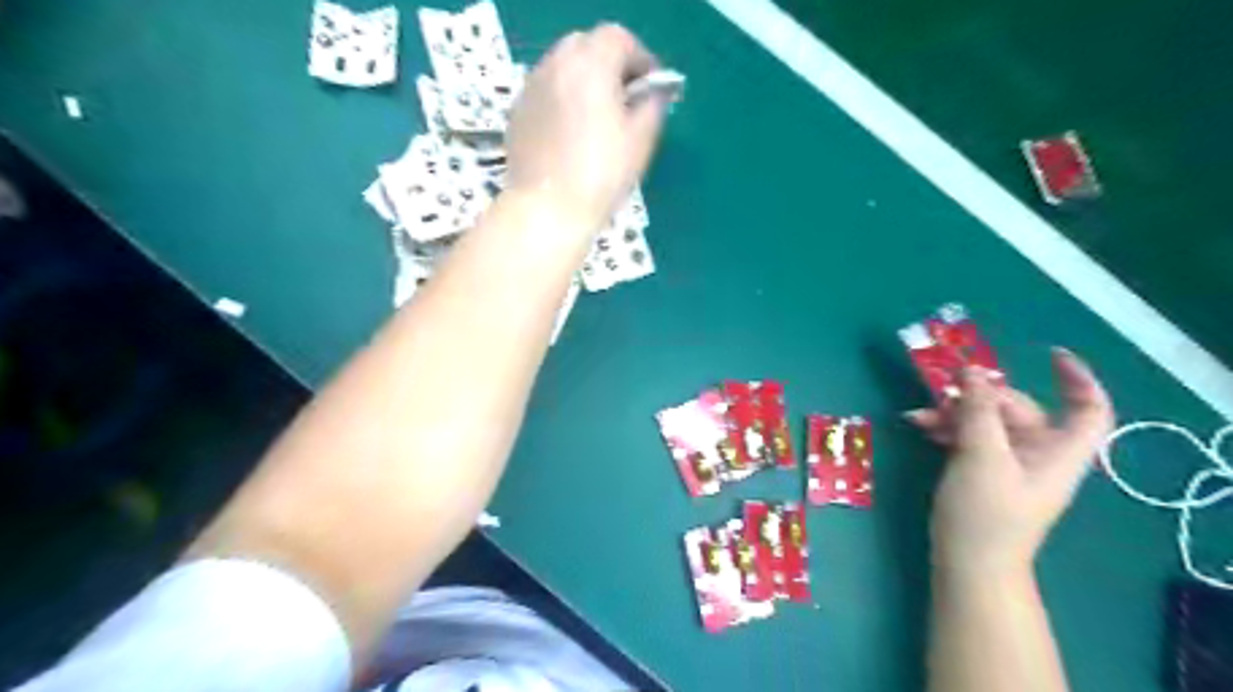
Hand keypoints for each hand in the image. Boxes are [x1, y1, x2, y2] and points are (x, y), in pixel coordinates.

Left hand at [506, 24, 670, 232]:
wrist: (547, 209)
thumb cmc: (600, 176)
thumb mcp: (640, 142)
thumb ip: (651, 106)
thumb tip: (653, 94)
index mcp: (591, 66)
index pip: (618, 39)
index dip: (640, 59)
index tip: (652, 87)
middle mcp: (556, 66)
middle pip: (586, 45)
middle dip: (610, 63)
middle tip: (626, 97)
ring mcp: (532, 88)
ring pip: (562, 66)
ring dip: (585, 79)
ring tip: (599, 115)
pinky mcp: (518, 112)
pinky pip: (546, 90)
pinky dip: (563, 97)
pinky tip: (572, 132)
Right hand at [903, 349, 1118, 576]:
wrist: (968, 564)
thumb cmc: (985, 513)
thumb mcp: (981, 456)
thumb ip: (978, 410)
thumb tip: (972, 371)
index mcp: (1057, 451)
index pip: (1088, 409)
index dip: (1078, 379)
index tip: (1049, 355)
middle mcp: (1037, 453)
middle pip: (1017, 407)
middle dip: (978, 396)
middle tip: (941, 392)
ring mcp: (1008, 462)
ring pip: (986, 420)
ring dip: (953, 411)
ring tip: (919, 415)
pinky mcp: (982, 470)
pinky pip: (969, 436)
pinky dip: (946, 427)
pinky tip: (918, 425)